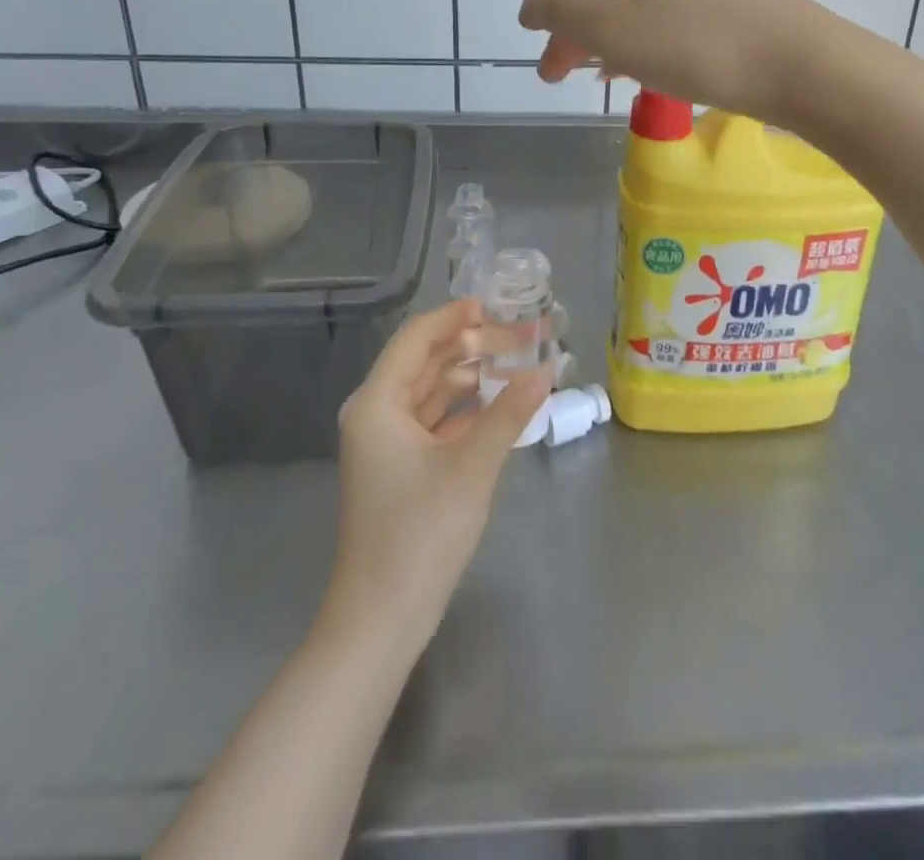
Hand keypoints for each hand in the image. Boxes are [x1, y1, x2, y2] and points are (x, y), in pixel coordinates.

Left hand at [322, 300, 549, 651]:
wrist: (381, 620)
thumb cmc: (420, 534)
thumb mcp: (471, 467)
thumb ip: (509, 413)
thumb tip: (546, 371)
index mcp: (377, 402)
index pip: (417, 338)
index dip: (455, 316)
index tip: (495, 303)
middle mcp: (377, 413)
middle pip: (427, 363)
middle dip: (473, 346)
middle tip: (522, 333)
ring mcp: (387, 443)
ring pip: (433, 392)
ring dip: (473, 377)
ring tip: (519, 362)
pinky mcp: (401, 467)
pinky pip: (436, 421)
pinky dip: (466, 409)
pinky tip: (502, 403)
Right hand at [517, 0, 829, 122]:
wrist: (800, 64)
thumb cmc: (695, 41)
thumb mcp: (611, 29)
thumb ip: (558, 12)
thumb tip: (530, 3)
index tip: (531, 35)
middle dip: (574, 25)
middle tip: (555, 72)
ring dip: (607, 34)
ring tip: (593, 75)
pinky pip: (670, 8)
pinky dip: (643, 35)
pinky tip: (639, 69)